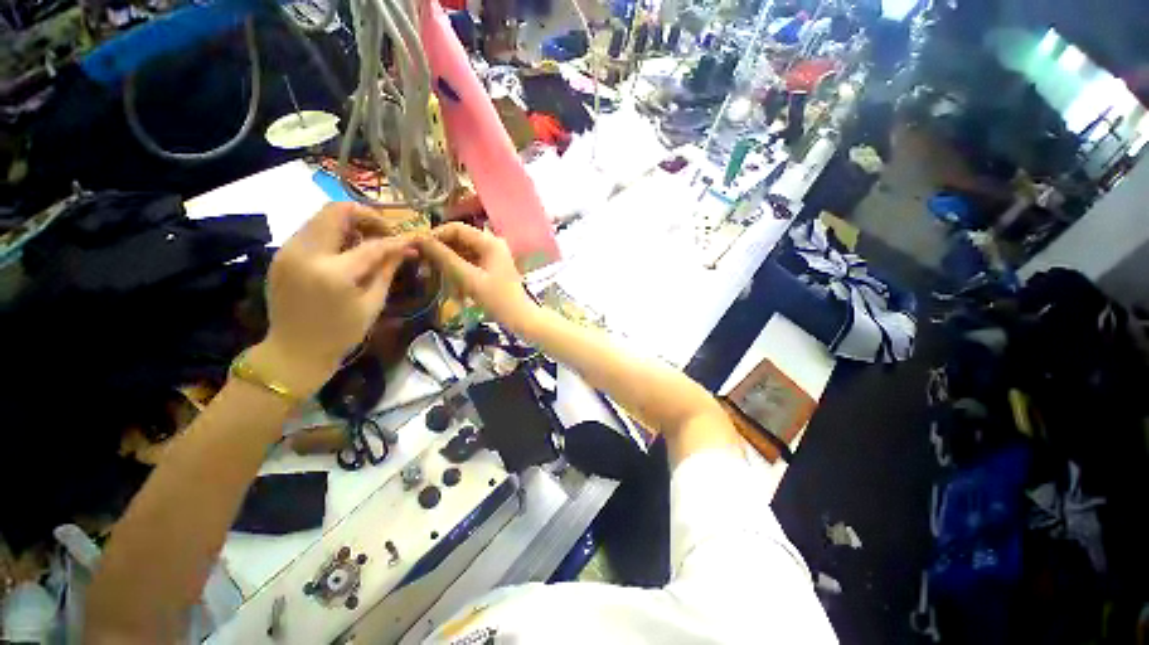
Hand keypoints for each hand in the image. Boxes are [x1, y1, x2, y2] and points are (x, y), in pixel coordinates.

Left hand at [251, 203, 417, 395]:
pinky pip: (311, 230)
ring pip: (321, 216)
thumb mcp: (373, 304)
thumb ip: (387, 270)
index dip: (396, 240)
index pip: (372, 244)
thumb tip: (407, 249)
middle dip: (367, 217)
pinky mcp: (281, 254)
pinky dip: (333, 233)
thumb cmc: (341, 333)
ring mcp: (288, 251)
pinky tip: (345, 252)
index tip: (412, 240)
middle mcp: (306, 253)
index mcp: (334, 273)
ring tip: (366, 244)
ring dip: (349, 223)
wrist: (293, 351)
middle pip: (337, 210)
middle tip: (384, 234)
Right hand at [416, 223, 536, 330]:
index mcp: (490, 242)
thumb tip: (420, 240)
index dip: (435, 235)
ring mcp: (493, 255)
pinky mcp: (491, 266)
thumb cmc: (497, 299)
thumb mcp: (469, 278)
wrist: (519, 317)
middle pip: (459, 239)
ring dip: (448, 261)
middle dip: (441, 250)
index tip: (417, 247)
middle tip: (422, 262)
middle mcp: (492, 243)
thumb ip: (445, 258)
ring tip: (433, 273)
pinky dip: (458, 269)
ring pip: (463, 251)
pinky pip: (469, 261)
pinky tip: (450, 281)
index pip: (456, 228)